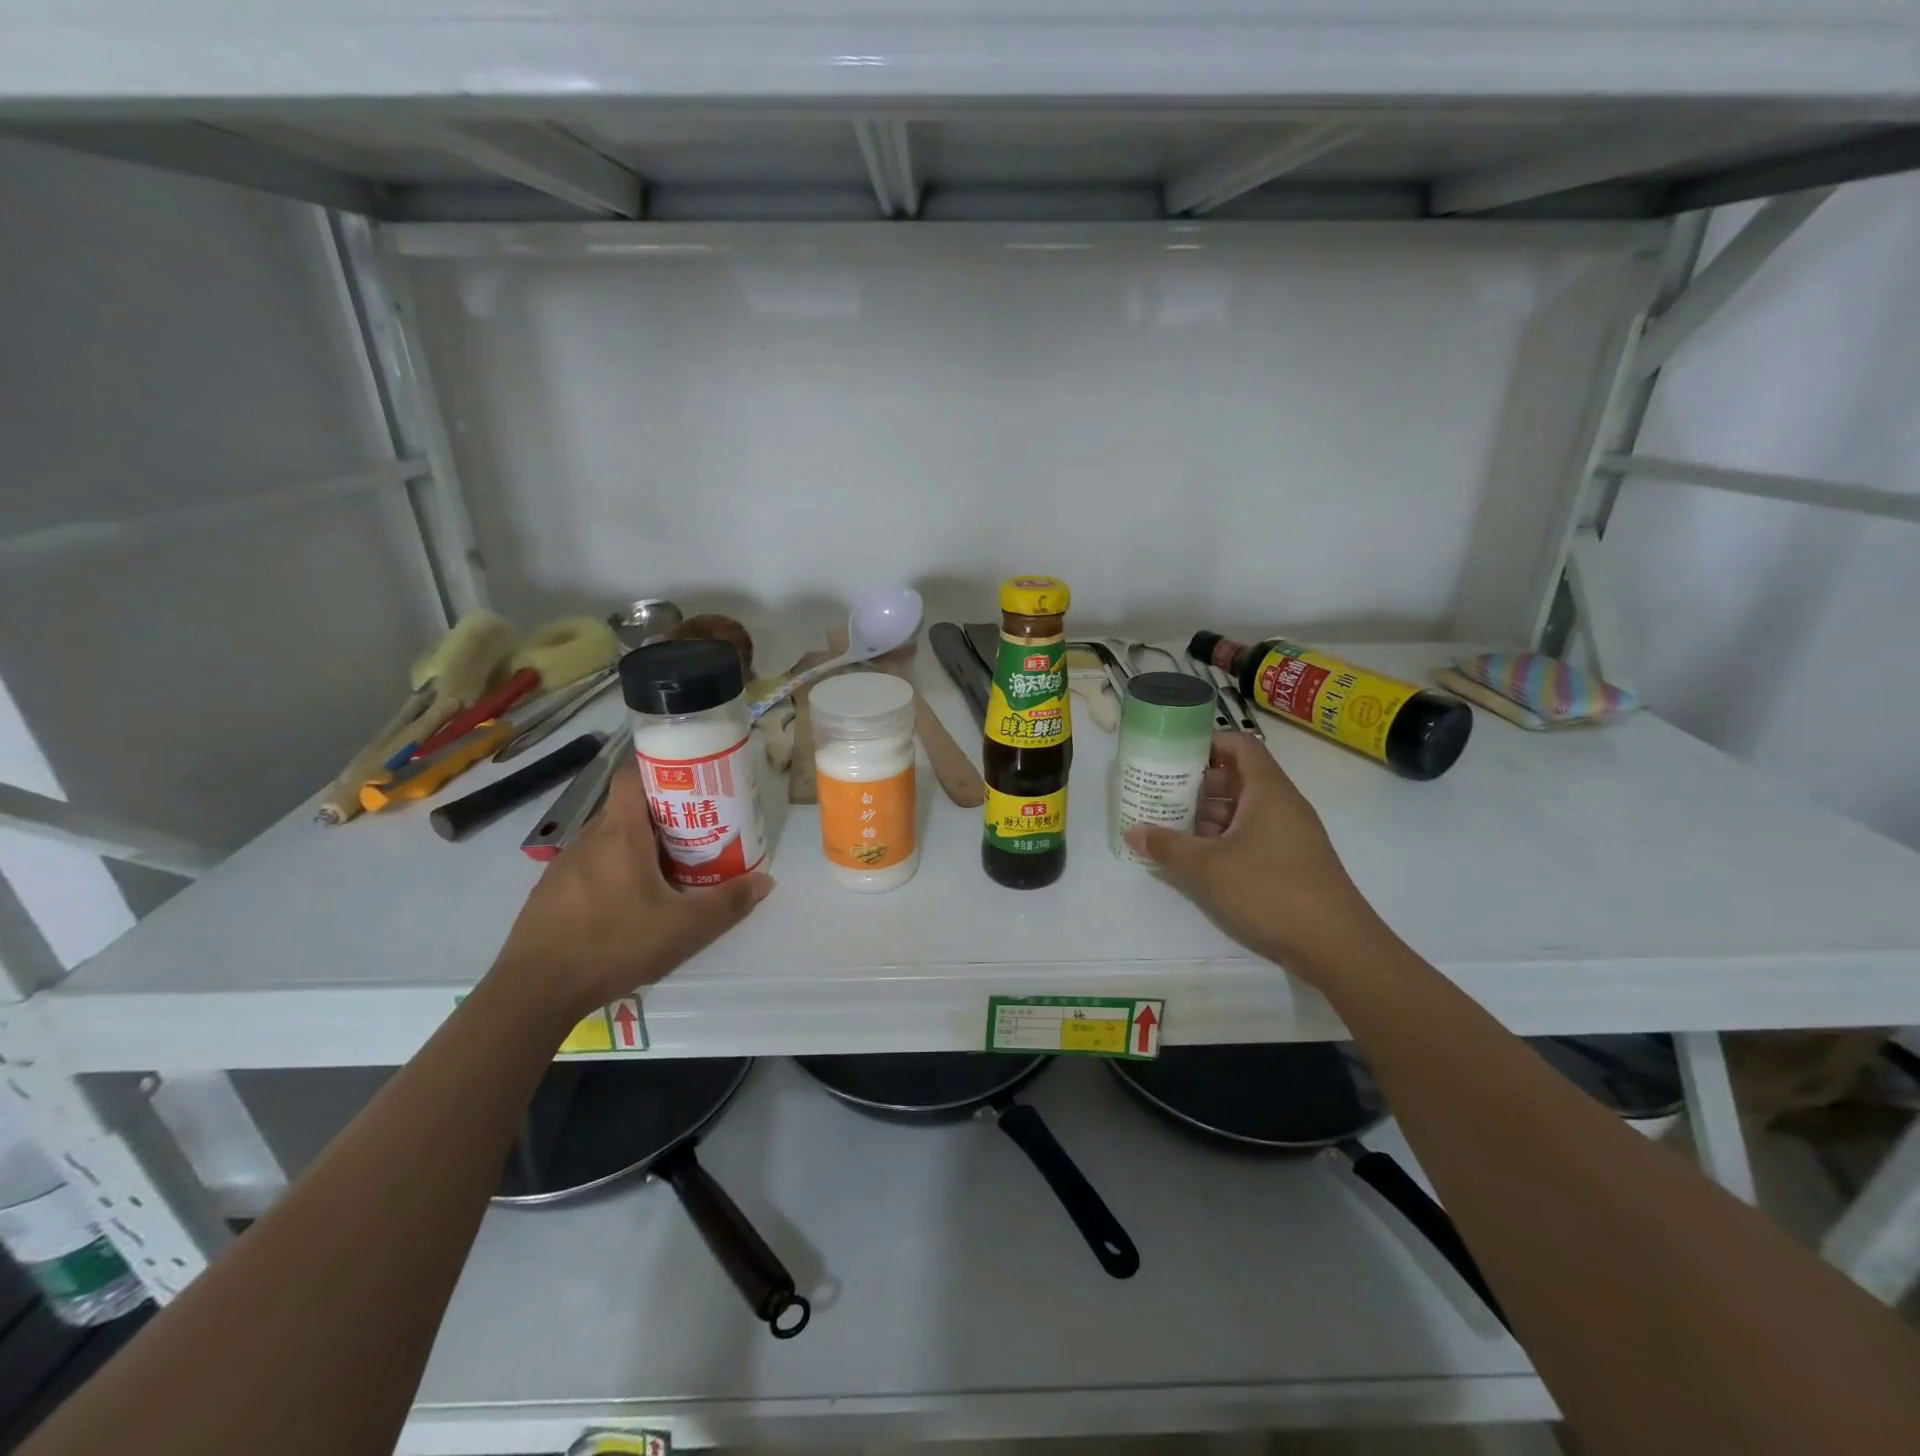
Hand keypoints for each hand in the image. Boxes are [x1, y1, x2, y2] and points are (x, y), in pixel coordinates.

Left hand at [490, 759, 772, 1022]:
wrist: (533, 991)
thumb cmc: (613, 944)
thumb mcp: (684, 929)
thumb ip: (728, 903)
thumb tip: (766, 881)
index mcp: (620, 834)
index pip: (632, 776)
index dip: (660, 771)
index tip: (690, 784)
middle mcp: (589, 839)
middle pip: (626, 809)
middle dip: (661, 816)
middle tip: (693, 835)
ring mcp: (563, 866)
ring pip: (607, 840)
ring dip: (636, 847)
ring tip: (666, 871)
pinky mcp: (549, 893)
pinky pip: (589, 866)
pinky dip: (612, 872)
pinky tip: (628, 905)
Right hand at [1124, 732, 1378, 977]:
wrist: (1335, 944)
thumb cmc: (1271, 889)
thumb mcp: (1209, 867)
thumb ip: (1168, 846)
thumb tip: (1132, 831)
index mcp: (1268, 790)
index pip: (1240, 745)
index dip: (1208, 741)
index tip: (1173, 752)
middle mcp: (1281, 804)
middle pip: (1238, 776)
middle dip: (1198, 782)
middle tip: (1162, 791)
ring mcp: (1288, 833)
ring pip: (1243, 808)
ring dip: (1208, 813)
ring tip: (1170, 824)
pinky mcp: (1289, 860)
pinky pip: (1251, 834)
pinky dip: (1223, 837)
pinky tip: (1197, 856)